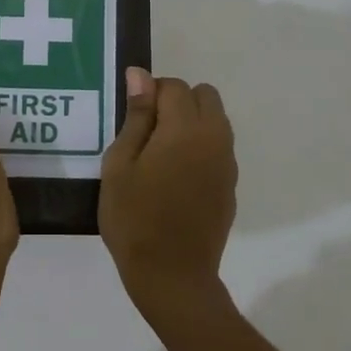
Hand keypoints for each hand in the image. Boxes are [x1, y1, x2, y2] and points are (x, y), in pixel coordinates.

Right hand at [100, 69, 237, 318]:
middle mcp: (215, 138)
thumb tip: (141, 76)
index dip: (149, 93)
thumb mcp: (120, 165)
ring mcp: (227, 163)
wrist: (172, 275)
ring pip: (215, 120)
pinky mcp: (230, 185)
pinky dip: (199, 148)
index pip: (173, 86)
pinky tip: (175, 178)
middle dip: (176, 101)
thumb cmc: (134, 218)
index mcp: (185, 128)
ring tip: (159, 155)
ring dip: (190, 123)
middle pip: (204, 95)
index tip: (130, 118)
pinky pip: (218, 148)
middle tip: (146, 132)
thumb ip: (136, 116)